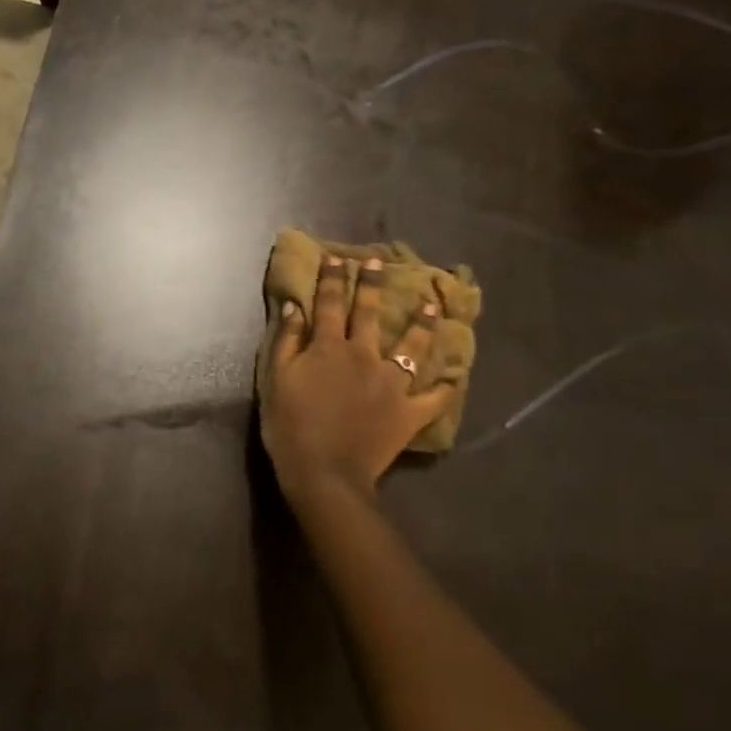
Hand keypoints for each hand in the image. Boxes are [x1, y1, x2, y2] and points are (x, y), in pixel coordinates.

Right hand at [261, 255, 451, 504]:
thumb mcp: (276, 380)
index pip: (331, 304)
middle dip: (373, 285)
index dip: (333, 279)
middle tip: (379, 262)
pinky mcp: (409, 412)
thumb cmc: (290, 426)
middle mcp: (365, 356)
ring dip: (422, 324)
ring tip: (432, 306)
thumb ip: (287, 341)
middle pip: (370, 314)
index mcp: (329, 348)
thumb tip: (295, 307)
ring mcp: (392, 384)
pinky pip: (434, 397)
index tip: (337, 258)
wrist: (324, 472)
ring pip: (412, 347)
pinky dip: (446, 387)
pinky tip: (455, 376)